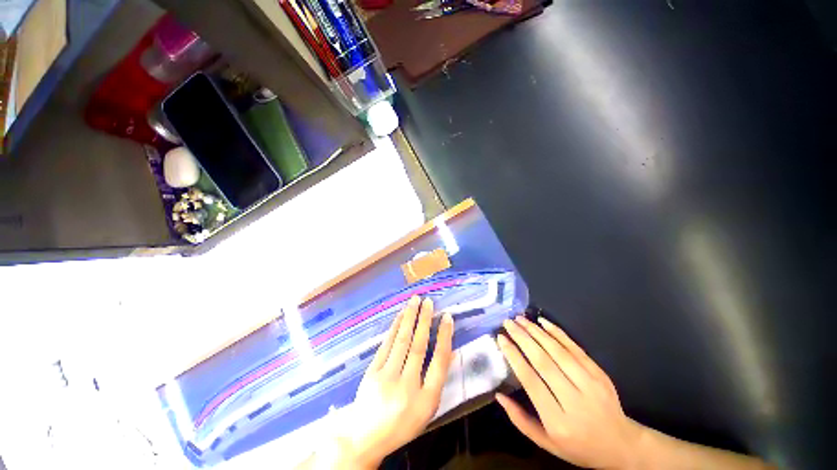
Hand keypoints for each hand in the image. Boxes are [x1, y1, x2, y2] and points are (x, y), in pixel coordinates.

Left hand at [326, 296, 453, 468]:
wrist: (366, 437)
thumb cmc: (403, 423)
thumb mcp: (426, 409)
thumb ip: (437, 380)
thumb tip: (448, 350)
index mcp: (425, 400)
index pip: (439, 362)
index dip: (444, 337)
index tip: (447, 318)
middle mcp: (407, 386)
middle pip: (418, 346)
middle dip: (425, 320)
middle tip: (429, 301)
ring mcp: (387, 377)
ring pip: (401, 341)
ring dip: (409, 318)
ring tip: (415, 300)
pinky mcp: (372, 371)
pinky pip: (386, 344)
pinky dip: (395, 327)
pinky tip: (400, 316)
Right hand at [495, 316, 642, 469]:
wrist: (622, 446)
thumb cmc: (579, 447)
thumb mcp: (546, 443)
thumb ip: (520, 420)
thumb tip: (499, 395)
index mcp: (558, 421)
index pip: (531, 381)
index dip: (514, 357)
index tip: (501, 338)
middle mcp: (574, 400)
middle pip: (543, 362)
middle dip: (522, 338)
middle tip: (508, 323)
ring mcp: (590, 384)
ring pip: (558, 351)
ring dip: (536, 332)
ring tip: (520, 319)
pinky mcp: (600, 373)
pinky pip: (576, 348)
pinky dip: (558, 333)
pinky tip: (544, 322)